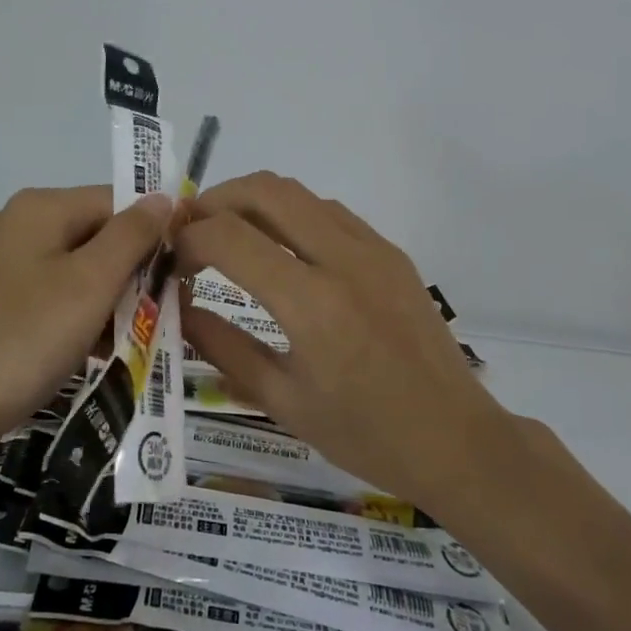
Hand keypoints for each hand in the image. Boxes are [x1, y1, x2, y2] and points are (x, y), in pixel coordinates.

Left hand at [0, 185, 172, 449]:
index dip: (152, 234)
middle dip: (128, 273)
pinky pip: (42, 292)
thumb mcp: (91, 283)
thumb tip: (163, 197)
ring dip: (103, 298)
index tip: (178, 278)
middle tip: (157, 316)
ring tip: (125, 340)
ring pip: (69, 267)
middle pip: (92, 234)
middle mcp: (10, 222)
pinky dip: (70, 314)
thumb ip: (133, 235)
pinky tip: (84, 349)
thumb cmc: (26, 338)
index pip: (115, 201)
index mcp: (37, 207)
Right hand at [175, 172, 573, 526]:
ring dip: (253, 202)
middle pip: (264, 190)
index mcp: (311, 303)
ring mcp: (373, 249)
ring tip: (228, 237)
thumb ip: (221, 346)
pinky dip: (291, 215)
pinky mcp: (391, 252)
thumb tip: (177, 306)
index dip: (188, 239)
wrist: (457, 440)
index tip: (173, 262)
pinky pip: (329, 211)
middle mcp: (343, 259)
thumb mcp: (282, 400)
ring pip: (298, 192)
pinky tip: (281, 252)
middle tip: (191, 232)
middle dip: (215, 201)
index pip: (228, 236)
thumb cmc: (365, 434)